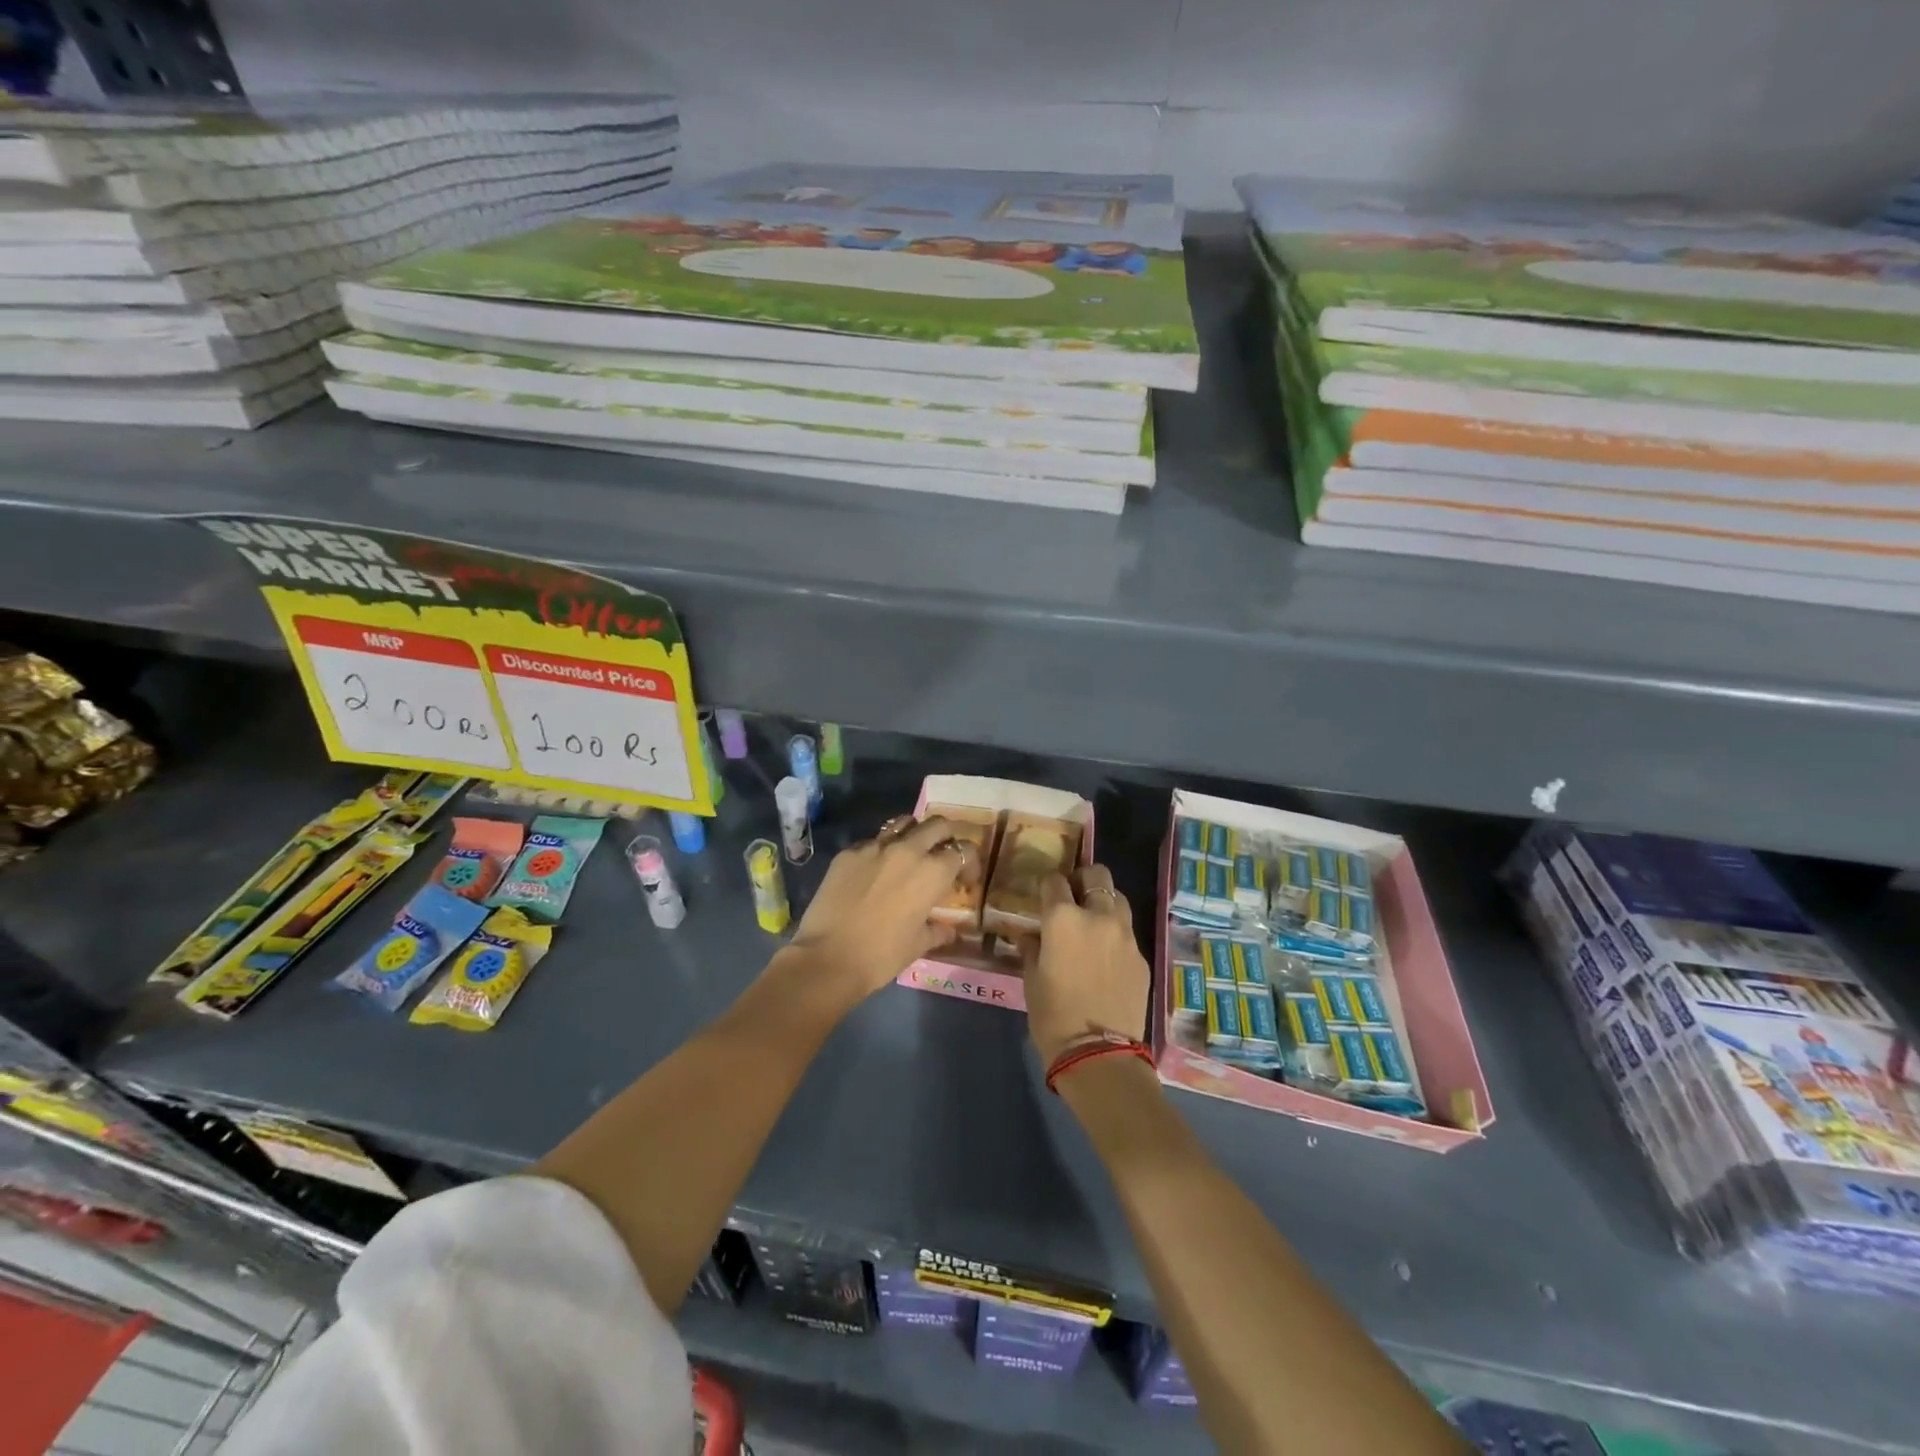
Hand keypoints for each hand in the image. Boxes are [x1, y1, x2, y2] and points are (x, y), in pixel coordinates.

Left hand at [784, 815, 966, 1002]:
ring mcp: (875, 847)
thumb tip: (949, 930)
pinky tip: (875, 870)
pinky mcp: (848, 852)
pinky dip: (882, 850)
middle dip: (947, 837)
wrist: (827, 958)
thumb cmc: (881, 956)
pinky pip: (873, 841)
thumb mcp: (918, 945)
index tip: (965, 880)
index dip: (970, 863)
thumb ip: (938, 931)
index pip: (963, 851)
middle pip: (937, 825)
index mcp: (932, 872)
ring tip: (911, 853)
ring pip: (904, 823)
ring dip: (914, 834)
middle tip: (943, 856)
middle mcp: (908, 850)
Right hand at [1023, 864, 1150, 1064]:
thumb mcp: (1031, 979)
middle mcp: (1098, 916)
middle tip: (1073, 896)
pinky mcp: (1142, 957)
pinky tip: (1106, 957)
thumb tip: (1032, 936)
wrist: (1099, 1053)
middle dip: (1084, 879)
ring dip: (1104, 903)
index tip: (1044, 896)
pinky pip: (1127, 933)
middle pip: (1097, 874)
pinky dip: (1116, 935)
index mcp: (1063, 918)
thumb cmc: (1053, 1016)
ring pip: (1118, 899)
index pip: (1055, 880)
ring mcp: (1125, 935)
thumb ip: (1032, 948)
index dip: (1048, 886)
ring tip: (1093, 923)